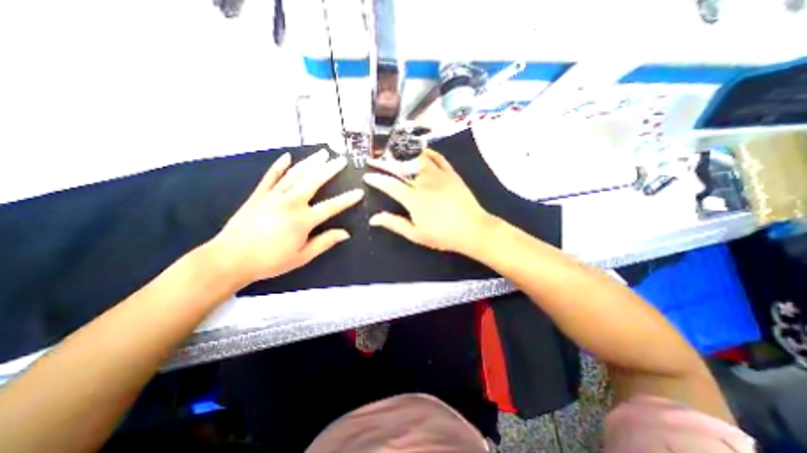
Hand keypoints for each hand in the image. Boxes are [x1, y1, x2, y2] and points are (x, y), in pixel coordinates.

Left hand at [206, 149, 363, 286]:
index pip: (331, 206)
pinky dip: (279, 166)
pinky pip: (270, 176)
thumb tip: (346, 234)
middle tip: (341, 160)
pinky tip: (287, 157)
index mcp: (303, 219)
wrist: (229, 259)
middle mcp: (290, 202)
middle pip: (314, 181)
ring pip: (295, 174)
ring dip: (311, 162)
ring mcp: (273, 195)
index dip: (347, 199)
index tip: (359, 192)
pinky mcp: (258, 194)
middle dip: (330, 169)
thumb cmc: (270, 260)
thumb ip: (325, 242)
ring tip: (323, 153)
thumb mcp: (302, 256)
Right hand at [365, 148, 490, 254]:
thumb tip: (373, 219)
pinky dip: (428, 153)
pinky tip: (421, 151)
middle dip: (383, 163)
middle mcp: (424, 182)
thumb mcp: (416, 234)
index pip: (390, 185)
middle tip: (372, 159)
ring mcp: (439, 175)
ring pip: (417, 158)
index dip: (376, 180)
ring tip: (392, 153)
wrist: (473, 230)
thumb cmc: (443, 235)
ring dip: (402, 154)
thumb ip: (394, 224)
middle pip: (400, 168)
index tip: (367, 176)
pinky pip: (438, 158)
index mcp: (414, 199)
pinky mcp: (451, 174)